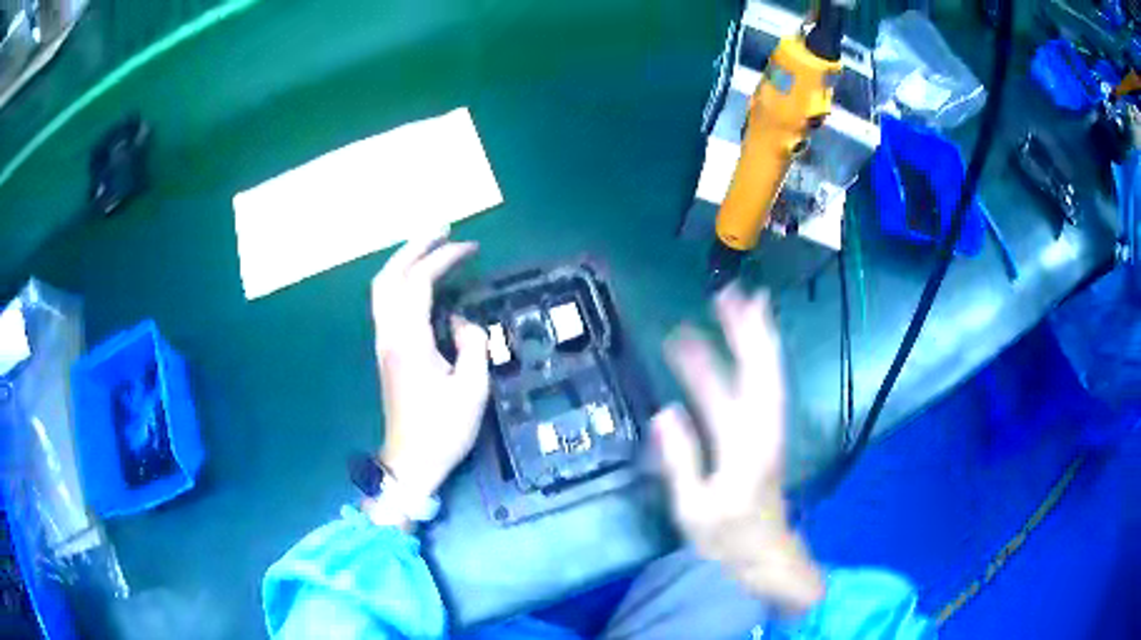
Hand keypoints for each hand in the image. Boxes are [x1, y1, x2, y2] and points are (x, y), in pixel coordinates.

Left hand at [371, 231, 489, 504]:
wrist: (411, 462)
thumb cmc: (443, 429)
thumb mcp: (472, 390)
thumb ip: (472, 345)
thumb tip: (462, 323)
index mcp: (408, 340)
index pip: (419, 282)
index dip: (444, 258)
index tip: (471, 247)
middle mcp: (389, 334)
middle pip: (389, 276)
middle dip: (415, 247)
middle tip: (442, 228)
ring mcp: (384, 343)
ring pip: (384, 289)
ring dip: (406, 262)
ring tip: (433, 247)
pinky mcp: (387, 352)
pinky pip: (389, 303)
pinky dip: (405, 282)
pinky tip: (425, 282)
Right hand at [654, 285, 824, 614]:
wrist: (764, 550)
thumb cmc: (725, 535)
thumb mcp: (693, 508)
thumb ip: (682, 461)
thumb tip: (666, 413)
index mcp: (741, 448)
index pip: (724, 394)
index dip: (704, 360)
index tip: (683, 331)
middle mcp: (762, 429)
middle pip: (760, 371)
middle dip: (748, 330)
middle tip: (731, 293)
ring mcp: (771, 427)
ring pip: (771, 373)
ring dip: (762, 337)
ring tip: (748, 304)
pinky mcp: (772, 430)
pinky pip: (771, 385)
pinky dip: (766, 358)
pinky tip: (755, 344)